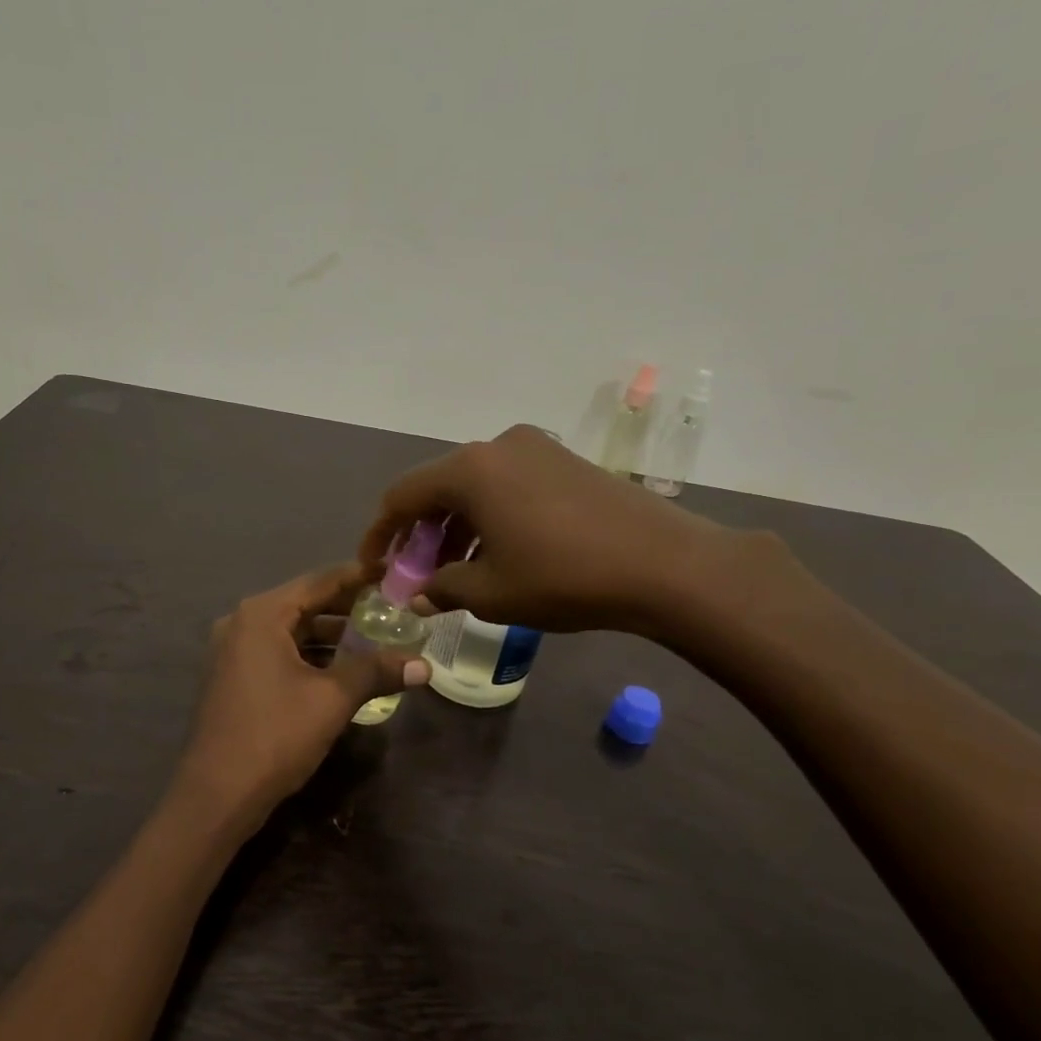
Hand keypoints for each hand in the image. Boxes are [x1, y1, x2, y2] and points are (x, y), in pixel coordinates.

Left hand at [174, 564, 428, 831]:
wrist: (216, 795)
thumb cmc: (275, 736)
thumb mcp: (332, 700)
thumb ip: (376, 672)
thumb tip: (425, 666)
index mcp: (262, 614)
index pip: (320, 581)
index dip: (359, 576)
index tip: (393, 573)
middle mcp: (242, 622)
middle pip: (304, 603)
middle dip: (348, 607)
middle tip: (392, 608)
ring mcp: (233, 650)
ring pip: (291, 630)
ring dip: (330, 634)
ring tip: (374, 638)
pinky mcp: (233, 676)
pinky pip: (278, 651)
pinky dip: (309, 654)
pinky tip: (341, 668)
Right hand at [358, 425, 785, 645]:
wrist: (665, 564)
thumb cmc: (564, 577)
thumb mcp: (492, 593)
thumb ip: (442, 588)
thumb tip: (417, 594)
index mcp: (470, 470)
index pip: (402, 496)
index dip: (381, 534)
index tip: (374, 567)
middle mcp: (498, 446)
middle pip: (439, 487)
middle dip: (421, 533)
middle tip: (416, 575)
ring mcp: (537, 449)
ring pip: (476, 487)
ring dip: (456, 526)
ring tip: (456, 571)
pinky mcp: (565, 461)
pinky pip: (509, 485)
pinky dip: (490, 516)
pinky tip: (498, 552)